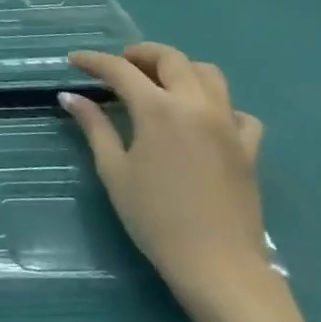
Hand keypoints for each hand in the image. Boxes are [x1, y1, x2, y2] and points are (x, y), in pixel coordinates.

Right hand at [63, 44, 271, 309]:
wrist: (219, 267)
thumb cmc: (156, 218)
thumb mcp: (114, 171)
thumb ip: (95, 127)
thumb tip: (71, 97)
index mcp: (158, 109)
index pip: (120, 69)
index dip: (94, 61)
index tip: (75, 62)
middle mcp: (196, 106)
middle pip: (171, 59)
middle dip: (140, 54)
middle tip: (119, 67)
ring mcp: (228, 125)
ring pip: (209, 75)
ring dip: (181, 70)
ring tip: (160, 85)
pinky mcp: (249, 149)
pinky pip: (239, 112)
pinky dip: (219, 106)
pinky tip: (203, 122)